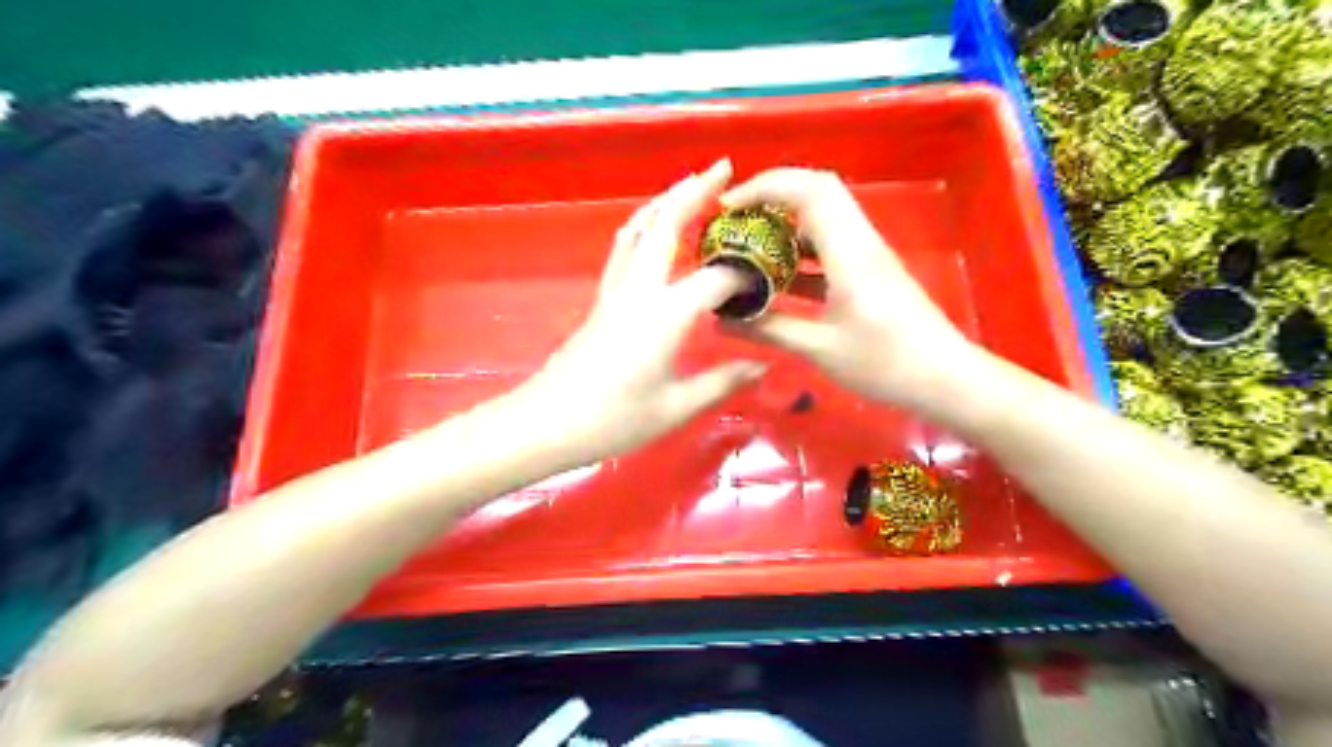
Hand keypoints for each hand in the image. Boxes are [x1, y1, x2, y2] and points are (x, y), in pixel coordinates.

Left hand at [520, 157, 772, 461]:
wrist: (548, 422)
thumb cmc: (614, 419)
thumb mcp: (675, 407)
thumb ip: (721, 382)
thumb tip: (760, 366)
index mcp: (665, 314)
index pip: (716, 279)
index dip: (744, 277)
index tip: (767, 282)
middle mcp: (639, 289)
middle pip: (666, 225)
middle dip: (695, 192)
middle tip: (724, 169)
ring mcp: (615, 290)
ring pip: (639, 229)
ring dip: (665, 201)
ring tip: (690, 186)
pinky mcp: (602, 299)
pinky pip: (625, 248)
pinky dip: (645, 226)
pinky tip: (655, 230)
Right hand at [719, 168, 986, 414]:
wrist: (945, 379)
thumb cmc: (885, 363)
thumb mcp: (821, 349)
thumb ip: (770, 329)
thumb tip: (723, 321)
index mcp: (850, 252)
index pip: (810, 189)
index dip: (765, 187)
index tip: (728, 207)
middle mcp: (860, 242)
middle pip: (817, 192)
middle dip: (772, 198)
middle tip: (735, 222)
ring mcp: (867, 256)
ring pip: (823, 219)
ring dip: (785, 226)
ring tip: (748, 248)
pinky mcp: (870, 273)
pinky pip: (830, 247)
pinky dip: (800, 253)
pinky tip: (777, 278)